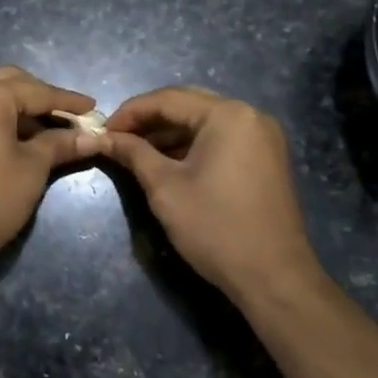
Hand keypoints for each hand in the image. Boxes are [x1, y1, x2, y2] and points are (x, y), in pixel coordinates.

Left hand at [0, 65, 99, 276]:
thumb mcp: (31, 170)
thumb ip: (60, 145)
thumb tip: (91, 137)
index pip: (38, 91)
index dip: (68, 102)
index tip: (94, 109)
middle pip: (11, 83)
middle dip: (41, 97)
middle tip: (68, 118)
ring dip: (18, 108)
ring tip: (46, 131)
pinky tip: (14, 140)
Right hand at [99, 86, 319, 302]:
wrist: (274, 278)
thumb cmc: (215, 228)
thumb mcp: (165, 188)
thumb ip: (133, 153)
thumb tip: (103, 137)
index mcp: (228, 115)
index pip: (167, 99)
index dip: (130, 112)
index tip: (102, 130)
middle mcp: (250, 115)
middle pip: (188, 104)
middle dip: (149, 119)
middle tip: (117, 137)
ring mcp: (263, 136)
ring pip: (204, 121)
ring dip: (170, 132)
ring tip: (136, 151)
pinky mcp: (266, 157)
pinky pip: (221, 138)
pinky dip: (193, 145)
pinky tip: (167, 161)